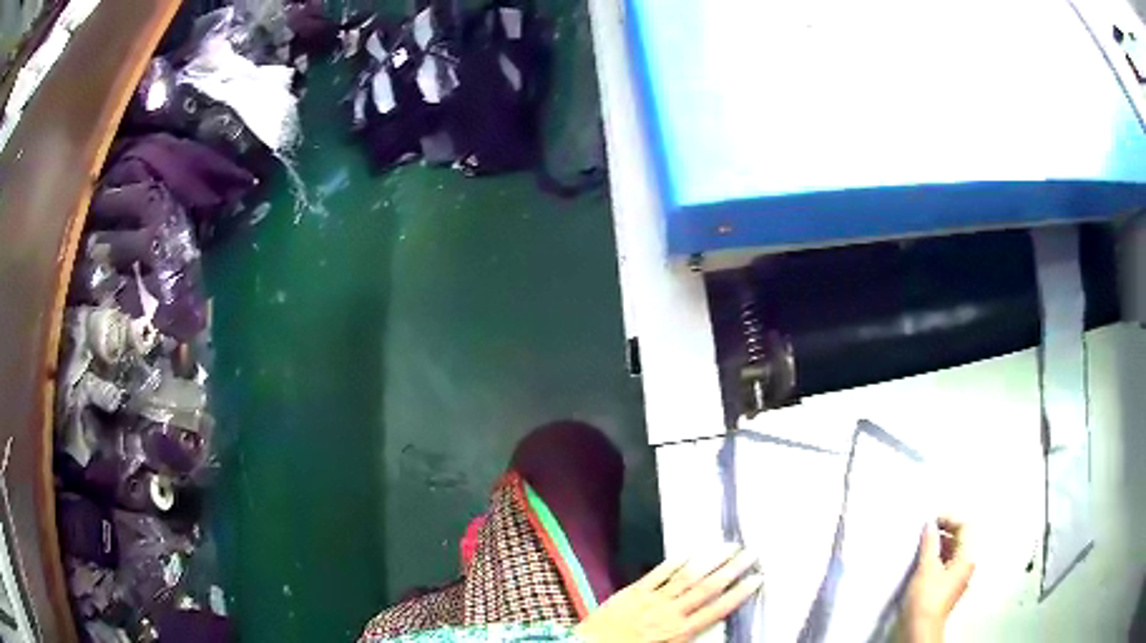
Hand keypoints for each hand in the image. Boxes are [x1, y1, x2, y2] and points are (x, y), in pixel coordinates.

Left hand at [575, 544, 762, 642]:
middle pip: (707, 588)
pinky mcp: (634, 591)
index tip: (757, 578)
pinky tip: (689, 551)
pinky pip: (658, 574)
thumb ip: (688, 637)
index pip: (717, 609)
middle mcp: (671, 612)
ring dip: (710, 560)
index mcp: (680, 631)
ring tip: (729, 546)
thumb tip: (710, 620)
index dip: (739, 593)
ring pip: (687, 576)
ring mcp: (652, 599)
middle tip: (751, 553)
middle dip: (732, 570)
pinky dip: (674, 562)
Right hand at [904, 517, 974, 642]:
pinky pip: (948, 565)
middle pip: (961, 540)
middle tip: (928, 531)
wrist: (920, 628)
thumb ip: (929, 543)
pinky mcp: (949, 588)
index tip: (933, 521)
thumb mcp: (926, 567)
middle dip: (945, 532)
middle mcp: (967, 566)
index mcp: (967, 558)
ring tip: (924, 545)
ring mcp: (959, 579)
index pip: (965, 528)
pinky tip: (926, 562)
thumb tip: (930, 525)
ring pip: (953, 553)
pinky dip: (939, 558)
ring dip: (941, 546)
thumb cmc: (926, 597)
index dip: (950, 520)